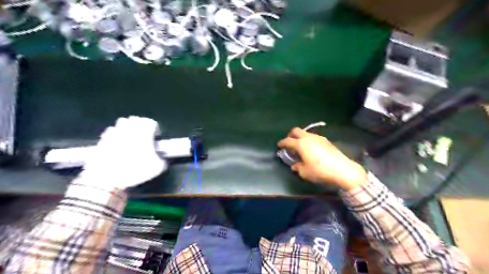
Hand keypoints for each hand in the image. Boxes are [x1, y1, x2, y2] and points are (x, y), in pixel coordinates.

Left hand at [78, 116, 165, 190]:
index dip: (155, 130)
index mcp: (144, 133)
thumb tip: (163, 159)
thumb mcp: (157, 168)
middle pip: (137, 119)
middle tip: (144, 137)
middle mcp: (129, 129)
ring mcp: (115, 132)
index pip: (151, 122)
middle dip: (141, 126)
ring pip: (123, 122)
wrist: (107, 177)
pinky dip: (116, 134)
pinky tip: (117, 143)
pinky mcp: (103, 138)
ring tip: (130, 138)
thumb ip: (163, 160)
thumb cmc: (135, 170)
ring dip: (128, 127)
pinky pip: (111, 130)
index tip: (155, 139)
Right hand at [278, 128, 365, 188]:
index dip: (282, 143)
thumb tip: (295, 165)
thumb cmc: (320, 171)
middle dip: (291, 135)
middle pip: (296, 131)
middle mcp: (309, 138)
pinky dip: (309, 140)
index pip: (288, 141)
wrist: (342, 170)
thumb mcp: (305, 172)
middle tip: (289, 143)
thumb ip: (297, 167)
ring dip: (300, 137)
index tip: (279, 146)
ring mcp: (319, 138)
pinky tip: (311, 149)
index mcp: (301, 144)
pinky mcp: (326, 141)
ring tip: (300, 147)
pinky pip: (313, 137)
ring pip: (306, 133)